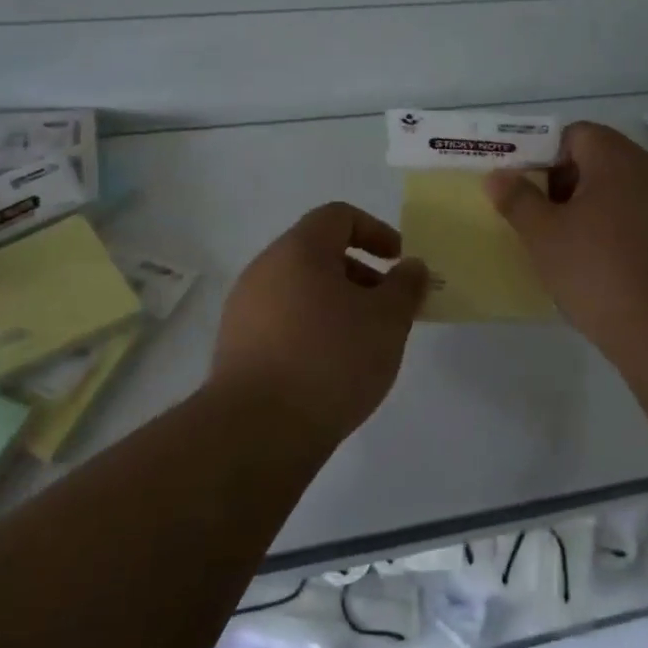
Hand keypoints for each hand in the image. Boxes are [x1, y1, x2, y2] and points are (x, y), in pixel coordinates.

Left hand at [210, 202, 428, 444]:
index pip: (338, 216)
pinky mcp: (236, 346)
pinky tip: (329, 370)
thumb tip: (411, 267)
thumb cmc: (330, 360)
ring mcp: (244, 309)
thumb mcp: (387, 320)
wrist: (257, 431)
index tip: (399, 263)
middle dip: (360, 275)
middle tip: (387, 310)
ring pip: (300, 290)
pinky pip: (282, 322)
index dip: (375, 232)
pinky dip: (311, 330)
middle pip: (318, 253)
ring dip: (336, 305)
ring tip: (362, 345)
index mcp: (298, 250)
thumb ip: (406, 286)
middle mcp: (264, 269)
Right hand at [485, 122, 647, 348]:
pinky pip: (637, 216)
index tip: (529, 189)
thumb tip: (497, 175)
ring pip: (618, 190)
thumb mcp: (543, 234)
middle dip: (565, 183)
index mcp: (615, 158)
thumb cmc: (595, 269)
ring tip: (565, 242)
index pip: (576, 134)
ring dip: (589, 207)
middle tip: (541, 217)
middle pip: (598, 159)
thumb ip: (517, 199)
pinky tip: (597, 262)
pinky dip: (614, 228)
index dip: (546, 155)